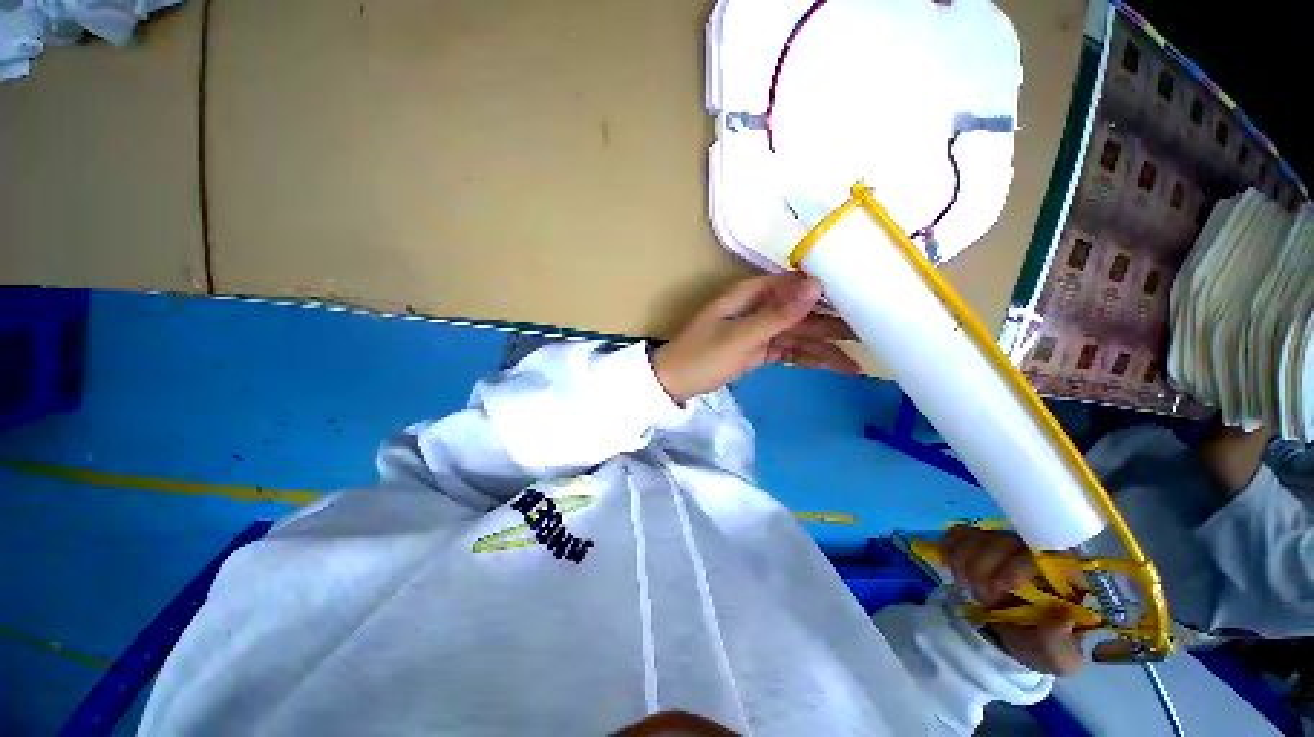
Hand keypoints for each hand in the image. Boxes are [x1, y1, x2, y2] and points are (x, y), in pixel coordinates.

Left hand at [651, 273, 859, 403]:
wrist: (675, 382)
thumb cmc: (702, 356)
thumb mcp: (740, 336)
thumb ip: (778, 314)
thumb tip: (817, 285)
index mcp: (753, 294)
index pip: (797, 285)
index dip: (829, 291)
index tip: (864, 298)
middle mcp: (760, 307)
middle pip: (803, 312)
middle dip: (835, 324)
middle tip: (874, 333)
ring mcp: (760, 330)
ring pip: (799, 334)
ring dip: (826, 347)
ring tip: (859, 362)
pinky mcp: (759, 350)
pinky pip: (789, 351)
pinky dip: (808, 359)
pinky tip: (833, 367)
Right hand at [942, 525, 1084, 675]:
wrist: (1017, 639)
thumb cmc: (1043, 646)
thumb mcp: (1057, 656)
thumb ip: (1059, 642)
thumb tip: (1062, 618)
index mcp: (1065, 574)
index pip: (1042, 551)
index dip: (1018, 564)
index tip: (1003, 587)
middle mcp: (1034, 549)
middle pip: (1002, 541)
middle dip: (984, 570)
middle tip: (985, 601)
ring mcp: (1003, 544)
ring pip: (976, 537)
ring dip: (965, 565)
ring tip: (970, 590)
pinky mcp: (977, 543)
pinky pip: (958, 535)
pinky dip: (951, 552)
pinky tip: (956, 573)